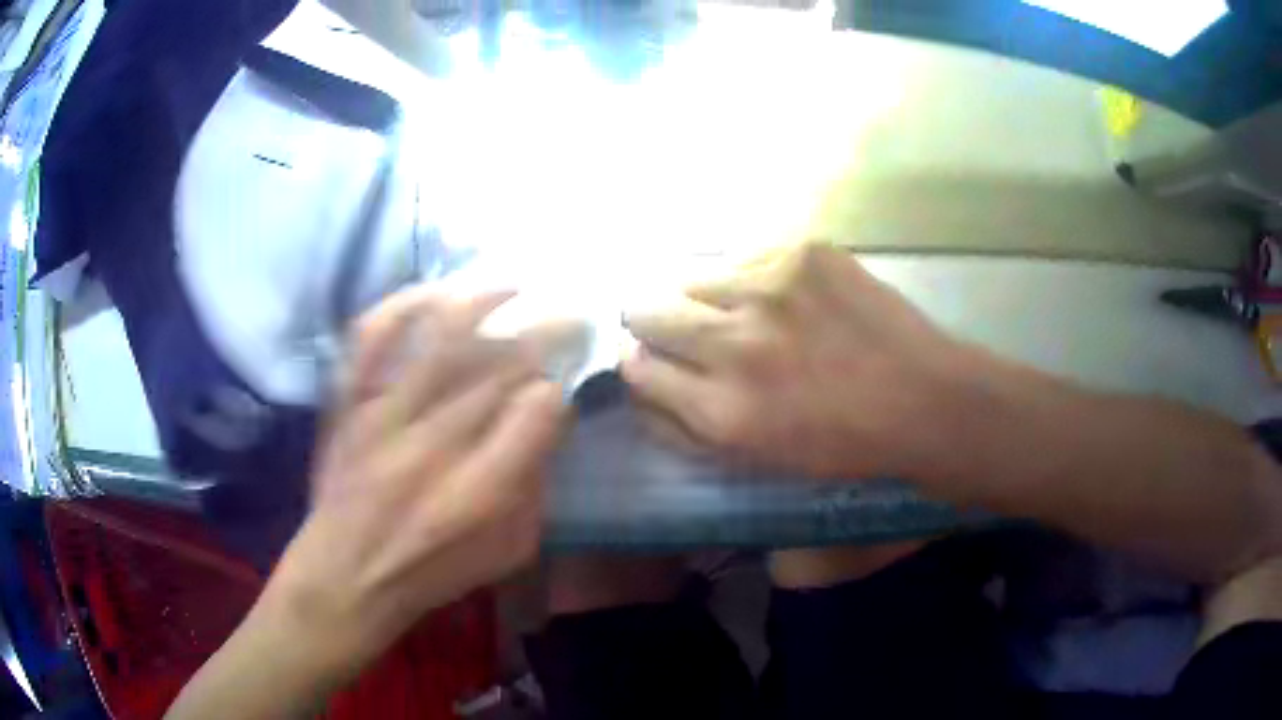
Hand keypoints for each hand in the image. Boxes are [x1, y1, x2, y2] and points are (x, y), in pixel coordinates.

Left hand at [263, 287, 570, 676]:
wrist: (346, 575)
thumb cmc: (433, 572)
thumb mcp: (507, 551)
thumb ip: (535, 488)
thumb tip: (547, 422)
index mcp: (480, 492)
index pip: (535, 412)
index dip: (556, 389)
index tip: (560, 386)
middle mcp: (434, 445)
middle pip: (498, 366)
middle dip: (545, 331)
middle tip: (570, 313)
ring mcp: (384, 415)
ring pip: (439, 338)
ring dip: (485, 301)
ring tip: (516, 284)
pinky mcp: (349, 402)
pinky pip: (372, 338)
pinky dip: (403, 305)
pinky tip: (435, 291)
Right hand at [623, 241, 968, 481]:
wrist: (922, 398)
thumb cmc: (841, 444)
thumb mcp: (754, 459)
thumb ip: (685, 428)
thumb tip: (638, 385)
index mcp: (722, 409)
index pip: (636, 369)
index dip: (640, 365)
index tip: (654, 362)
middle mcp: (735, 343)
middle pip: (646, 310)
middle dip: (654, 323)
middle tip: (688, 331)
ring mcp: (769, 287)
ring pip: (691, 276)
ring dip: (705, 297)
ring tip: (745, 311)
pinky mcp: (802, 252)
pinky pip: (744, 255)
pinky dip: (751, 276)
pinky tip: (787, 296)